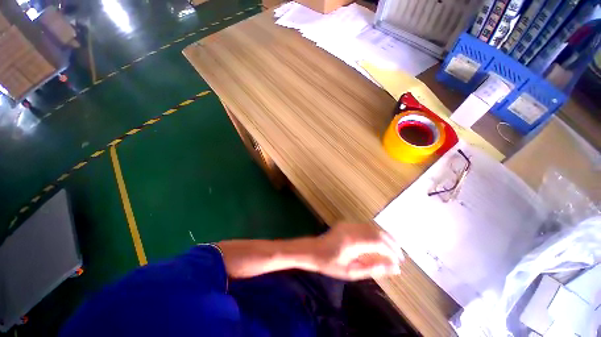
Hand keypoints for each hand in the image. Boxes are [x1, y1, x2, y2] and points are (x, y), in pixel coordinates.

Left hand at [314, 222, 403, 280]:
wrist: (314, 250)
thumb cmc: (330, 264)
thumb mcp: (352, 272)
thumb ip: (373, 269)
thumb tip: (395, 268)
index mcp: (352, 241)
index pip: (378, 242)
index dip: (391, 251)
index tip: (399, 262)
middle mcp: (351, 229)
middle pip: (376, 231)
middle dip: (391, 243)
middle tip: (399, 256)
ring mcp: (348, 224)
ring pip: (372, 227)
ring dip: (384, 237)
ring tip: (393, 249)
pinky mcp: (346, 223)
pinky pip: (365, 226)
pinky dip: (375, 233)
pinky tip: (379, 242)